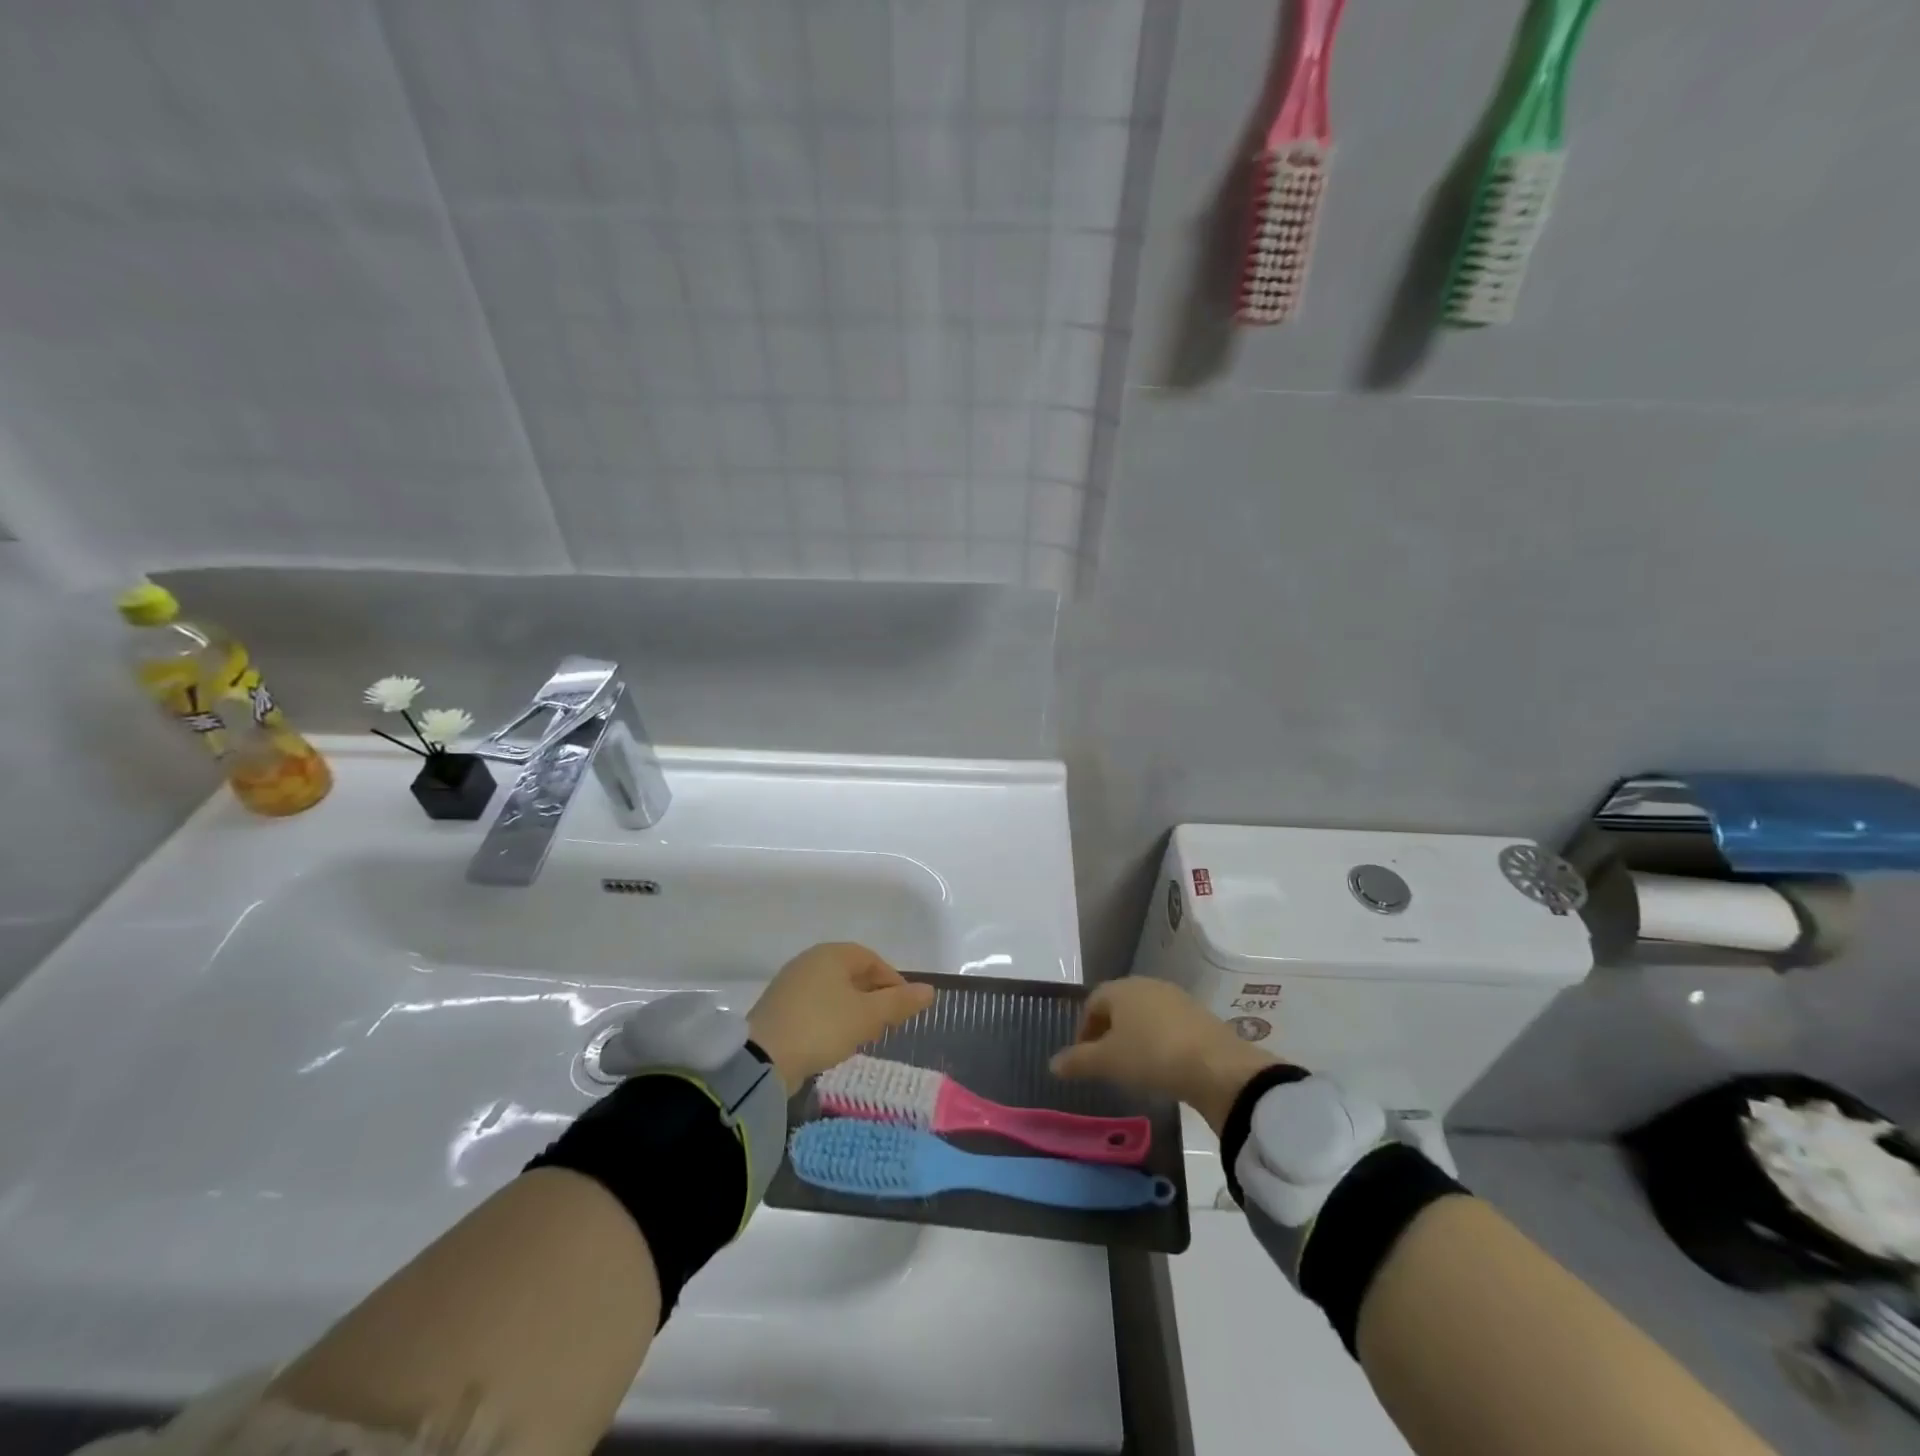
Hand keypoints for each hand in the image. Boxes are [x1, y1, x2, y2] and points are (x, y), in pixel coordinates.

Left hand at [747, 943, 934, 1089]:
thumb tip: (930, 991)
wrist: (763, 1058)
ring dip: (853, 1010)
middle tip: (887, 1023)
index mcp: (831, 954)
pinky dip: (831, 1019)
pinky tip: (835, 1042)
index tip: (905, 1007)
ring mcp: (790, 984)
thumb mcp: (868, 1017)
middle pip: (851, 974)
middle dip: (873, 997)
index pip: (871, 959)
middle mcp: (809, 961)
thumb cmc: (822, 1027)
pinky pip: (815, 1006)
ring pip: (833, 992)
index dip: (892, 981)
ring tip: (864, 1035)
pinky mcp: (778, 1008)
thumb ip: (899, 1003)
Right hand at [1050, 978, 1284, 1134]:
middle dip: (1108, 1031)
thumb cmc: (1151, 1056)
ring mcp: (1175, 997)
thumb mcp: (1108, 1062)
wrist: (1216, 1066)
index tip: (1083, 1058)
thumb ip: (1078, 1061)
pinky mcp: (1198, 1014)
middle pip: (1118, 1006)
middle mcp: (1146, 985)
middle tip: (1106, 1062)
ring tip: (1134, 1066)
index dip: (1083, 1030)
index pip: (1092, 1003)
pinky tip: (1162, 1064)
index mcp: (1120, 989)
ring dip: (1134, 1036)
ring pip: (1144, 1014)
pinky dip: (1158, 1041)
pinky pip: (1167, 1024)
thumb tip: (1052, 1063)